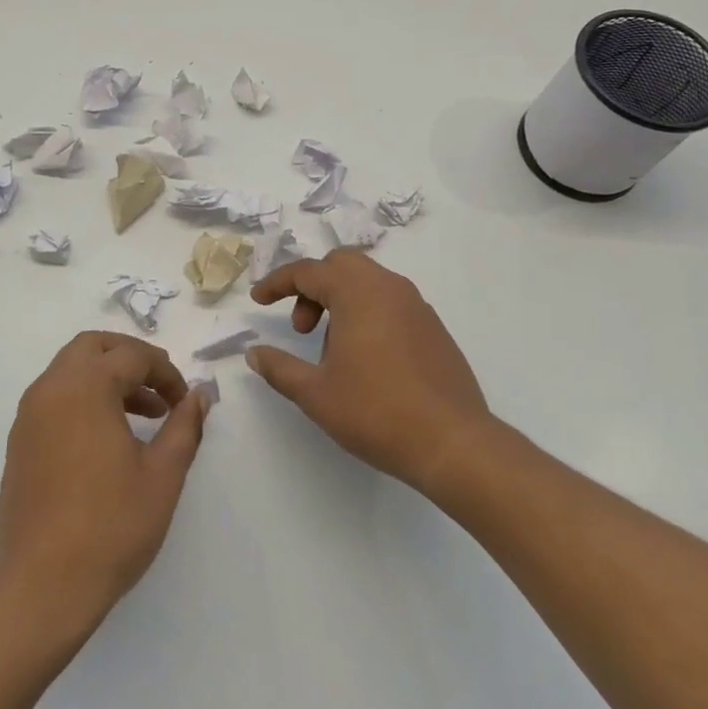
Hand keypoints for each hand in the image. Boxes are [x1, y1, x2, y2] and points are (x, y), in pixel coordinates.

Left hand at [0, 332, 210, 632]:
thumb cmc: (110, 526)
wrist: (42, 586)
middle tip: (160, 387)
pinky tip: (108, 438)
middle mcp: (51, 389)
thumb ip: (184, 426)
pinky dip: (84, 398)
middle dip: (130, 357)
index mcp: (85, 387)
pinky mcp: (20, 441)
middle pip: (93, 347)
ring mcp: (29, 415)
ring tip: (144, 415)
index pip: (132, 356)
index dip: (165, 372)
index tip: (185, 401)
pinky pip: (55, 397)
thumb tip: (200, 394)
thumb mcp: (162, 475)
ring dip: (107, 378)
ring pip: (70, 370)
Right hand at [248, 250, 493, 496]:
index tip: (258, 300)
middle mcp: (389, 288)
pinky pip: (390, 303)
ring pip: (368, 282)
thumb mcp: (315, 394)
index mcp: (358, 293)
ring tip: (331, 351)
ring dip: (340, 301)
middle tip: (301, 328)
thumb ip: (279, 368)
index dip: (277, 283)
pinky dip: (366, 313)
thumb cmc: (377, 413)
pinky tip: (364, 359)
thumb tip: (254, 354)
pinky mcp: (433, 328)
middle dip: (312, 287)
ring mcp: (417, 306)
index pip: (308, 271)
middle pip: (341, 265)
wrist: (453, 443)